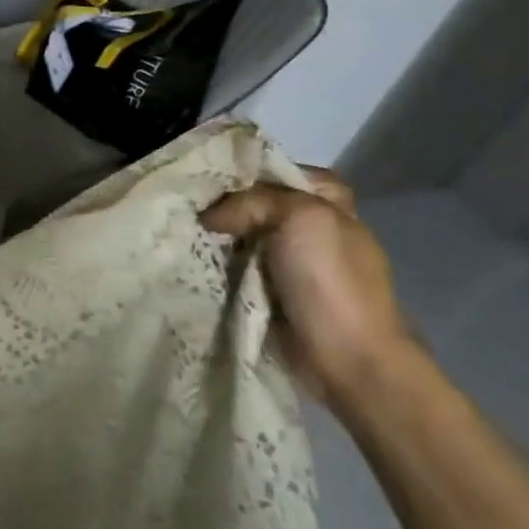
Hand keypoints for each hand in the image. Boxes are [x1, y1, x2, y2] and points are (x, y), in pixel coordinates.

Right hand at [200, 168, 415, 412]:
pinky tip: (191, 261)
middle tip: (185, 203)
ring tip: (179, 231)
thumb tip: (209, 218)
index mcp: (330, 204)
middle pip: (258, 203)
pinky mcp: (274, 294)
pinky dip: (217, 266)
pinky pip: (237, 268)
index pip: (283, 170)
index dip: (249, 169)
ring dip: (216, 237)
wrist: (349, 358)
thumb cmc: (331, 280)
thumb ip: (251, 201)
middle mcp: (312, 229)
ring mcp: (293, 264)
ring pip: (243, 236)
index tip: (210, 176)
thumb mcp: (299, 218)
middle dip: (224, 204)